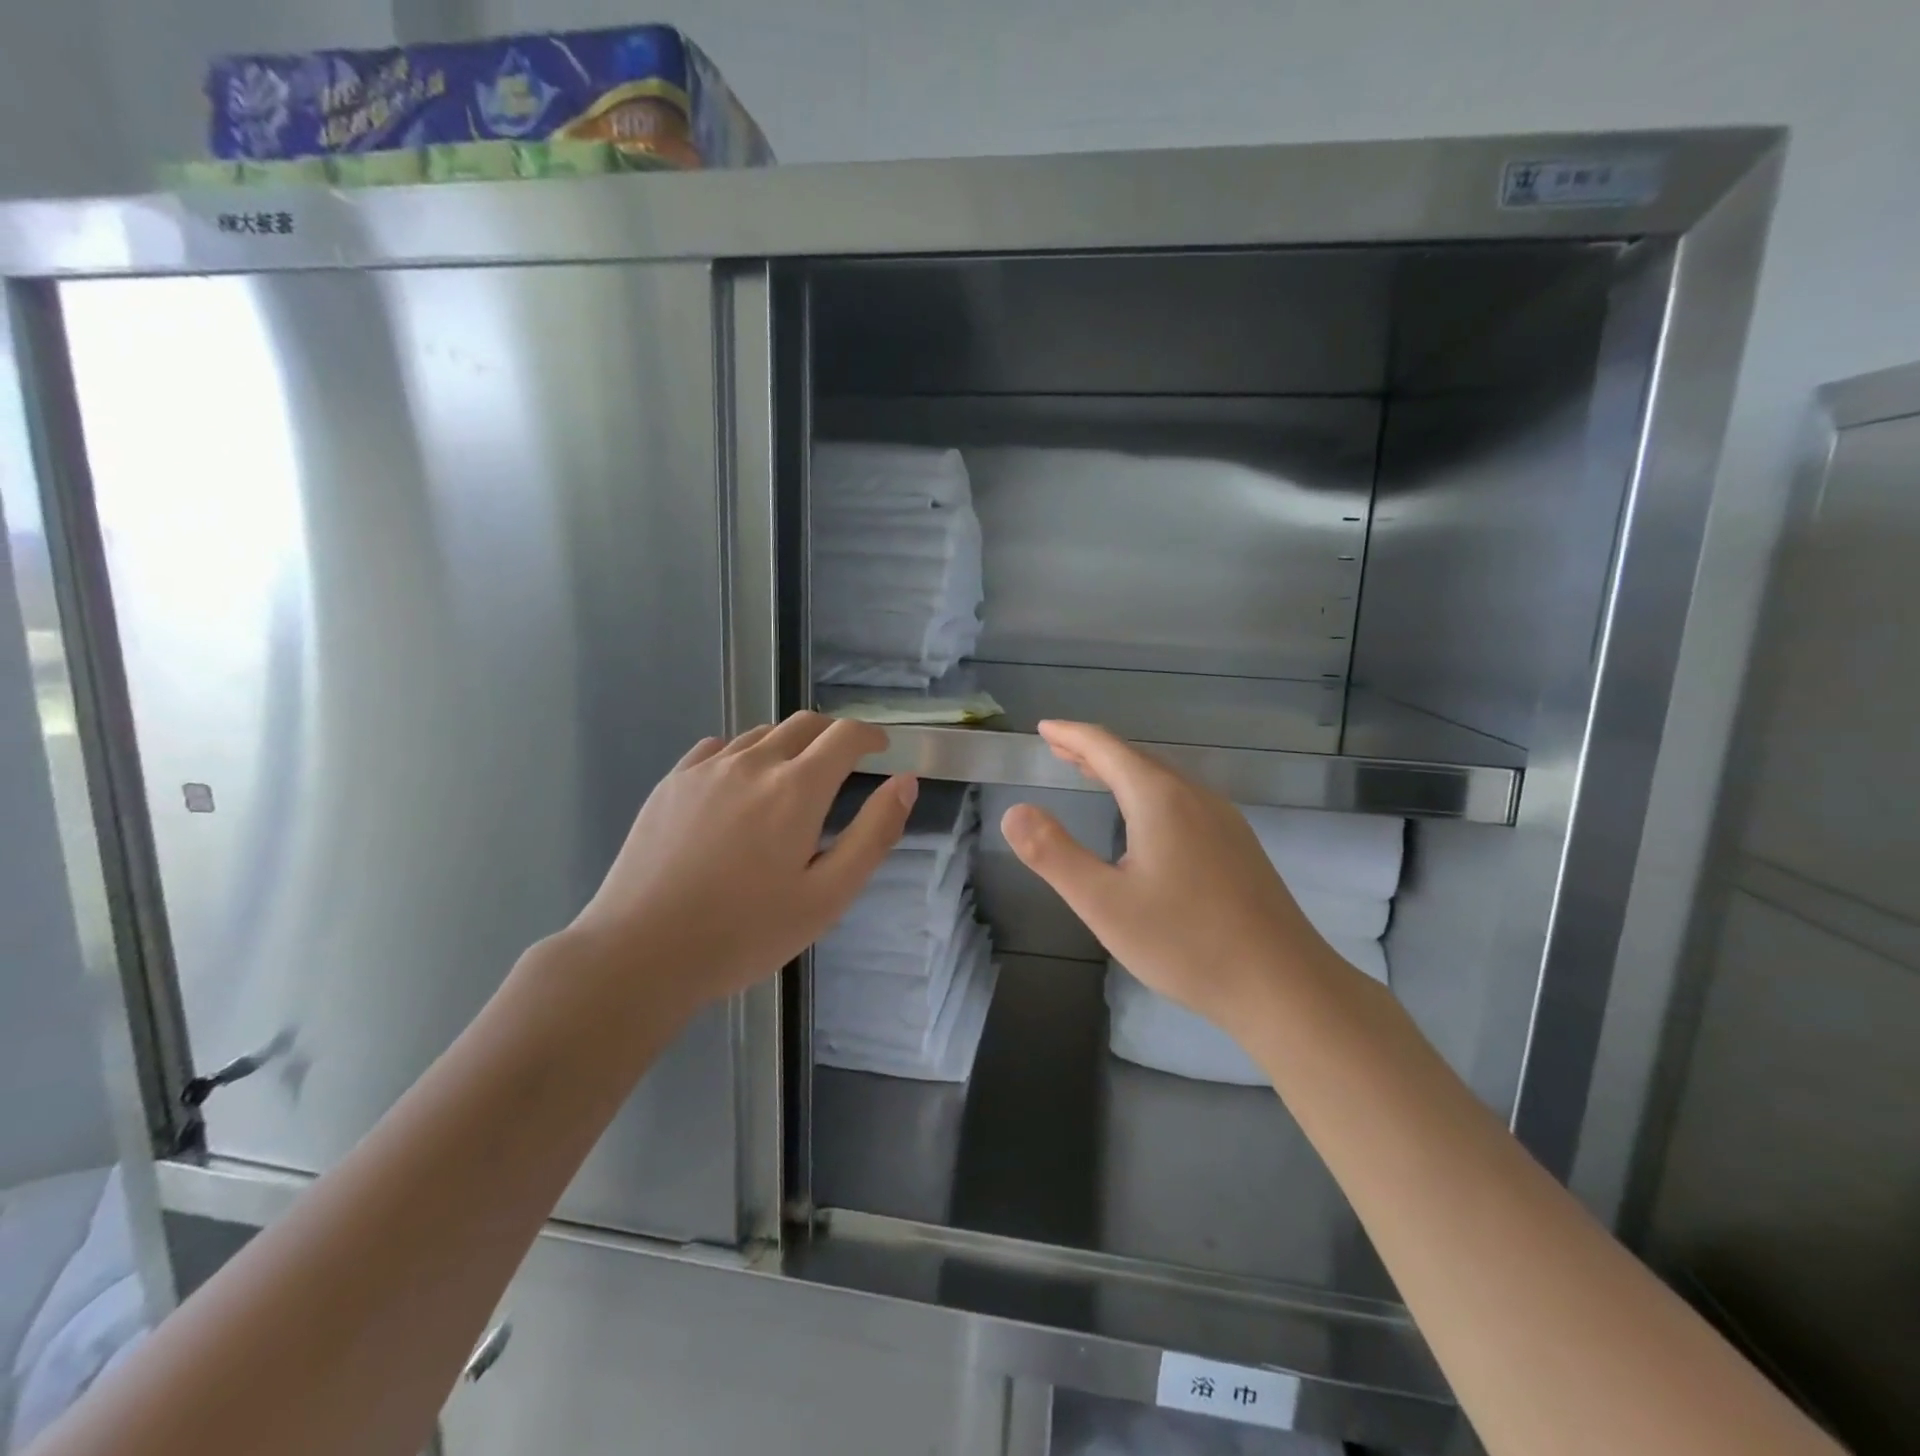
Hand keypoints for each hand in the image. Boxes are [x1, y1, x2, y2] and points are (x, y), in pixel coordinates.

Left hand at [566, 713, 916, 1015]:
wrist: (640, 952)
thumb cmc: (745, 932)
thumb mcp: (828, 896)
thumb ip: (873, 834)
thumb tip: (905, 783)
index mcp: (798, 788)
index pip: (846, 736)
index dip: (871, 738)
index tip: (880, 753)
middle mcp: (754, 762)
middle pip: (805, 723)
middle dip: (834, 735)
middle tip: (843, 766)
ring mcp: (706, 768)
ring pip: (761, 734)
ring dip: (789, 745)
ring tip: (792, 781)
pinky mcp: (672, 782)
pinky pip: (718, 748)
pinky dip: (744, 754)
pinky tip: (739, 787)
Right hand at [1000, 721, 1335, 1023]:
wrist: (1284, 985)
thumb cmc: (1186, 943)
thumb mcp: (1104, 903)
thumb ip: (1054, 855)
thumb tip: (1015, 811)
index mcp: (1160, 799)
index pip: (1106, 748)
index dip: (1071, 735)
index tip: (1043, 727)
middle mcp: (1195, 797)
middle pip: (1137, 758)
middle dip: (1094, 750)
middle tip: (1059, 748)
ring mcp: (1223, 820)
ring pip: (1163, 779)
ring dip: (1122, 771)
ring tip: (1093, 774)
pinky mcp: (1238, 846)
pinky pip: (1182, 800)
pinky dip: (1148, 792)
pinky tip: (1145, 821)